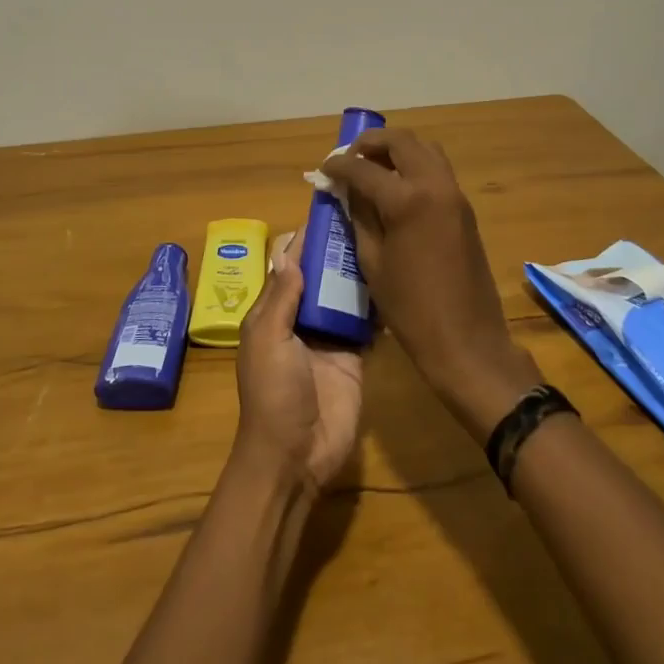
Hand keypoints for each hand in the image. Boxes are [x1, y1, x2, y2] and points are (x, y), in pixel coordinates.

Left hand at [232, 229, 363, 494]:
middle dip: (336, 248)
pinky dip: (376, 303)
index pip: (287, 264)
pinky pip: (364, 321)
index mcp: (272, 312)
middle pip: (318, 274)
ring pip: (343, 293)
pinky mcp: (354, 354)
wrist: (296, 456)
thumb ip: (280, 298)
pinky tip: (395, 279)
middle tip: (368, 216)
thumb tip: (290, 251)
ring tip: (385, 237)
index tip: (328, 207)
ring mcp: (329, 336)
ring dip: (357, 271)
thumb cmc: (274, 394)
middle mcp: (300, 318)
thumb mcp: (268, 341)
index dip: (303, 238)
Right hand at [320, 129, 538, 439]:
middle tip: (349, 157)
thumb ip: (358, 217)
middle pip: (402, 142)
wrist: (467, 340)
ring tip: (372, 168)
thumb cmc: (410, 309)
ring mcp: (455, 195)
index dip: (339, 165)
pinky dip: (414, 167)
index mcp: (407, 200)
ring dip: (397, 151)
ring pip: (425, 150)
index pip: (364, 167)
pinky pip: (437, 171)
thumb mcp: (372, 262)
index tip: (324, 169)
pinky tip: (395, 189)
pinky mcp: (465, 209)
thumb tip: (346, 190)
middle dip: (371, 143)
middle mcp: (435, 186)